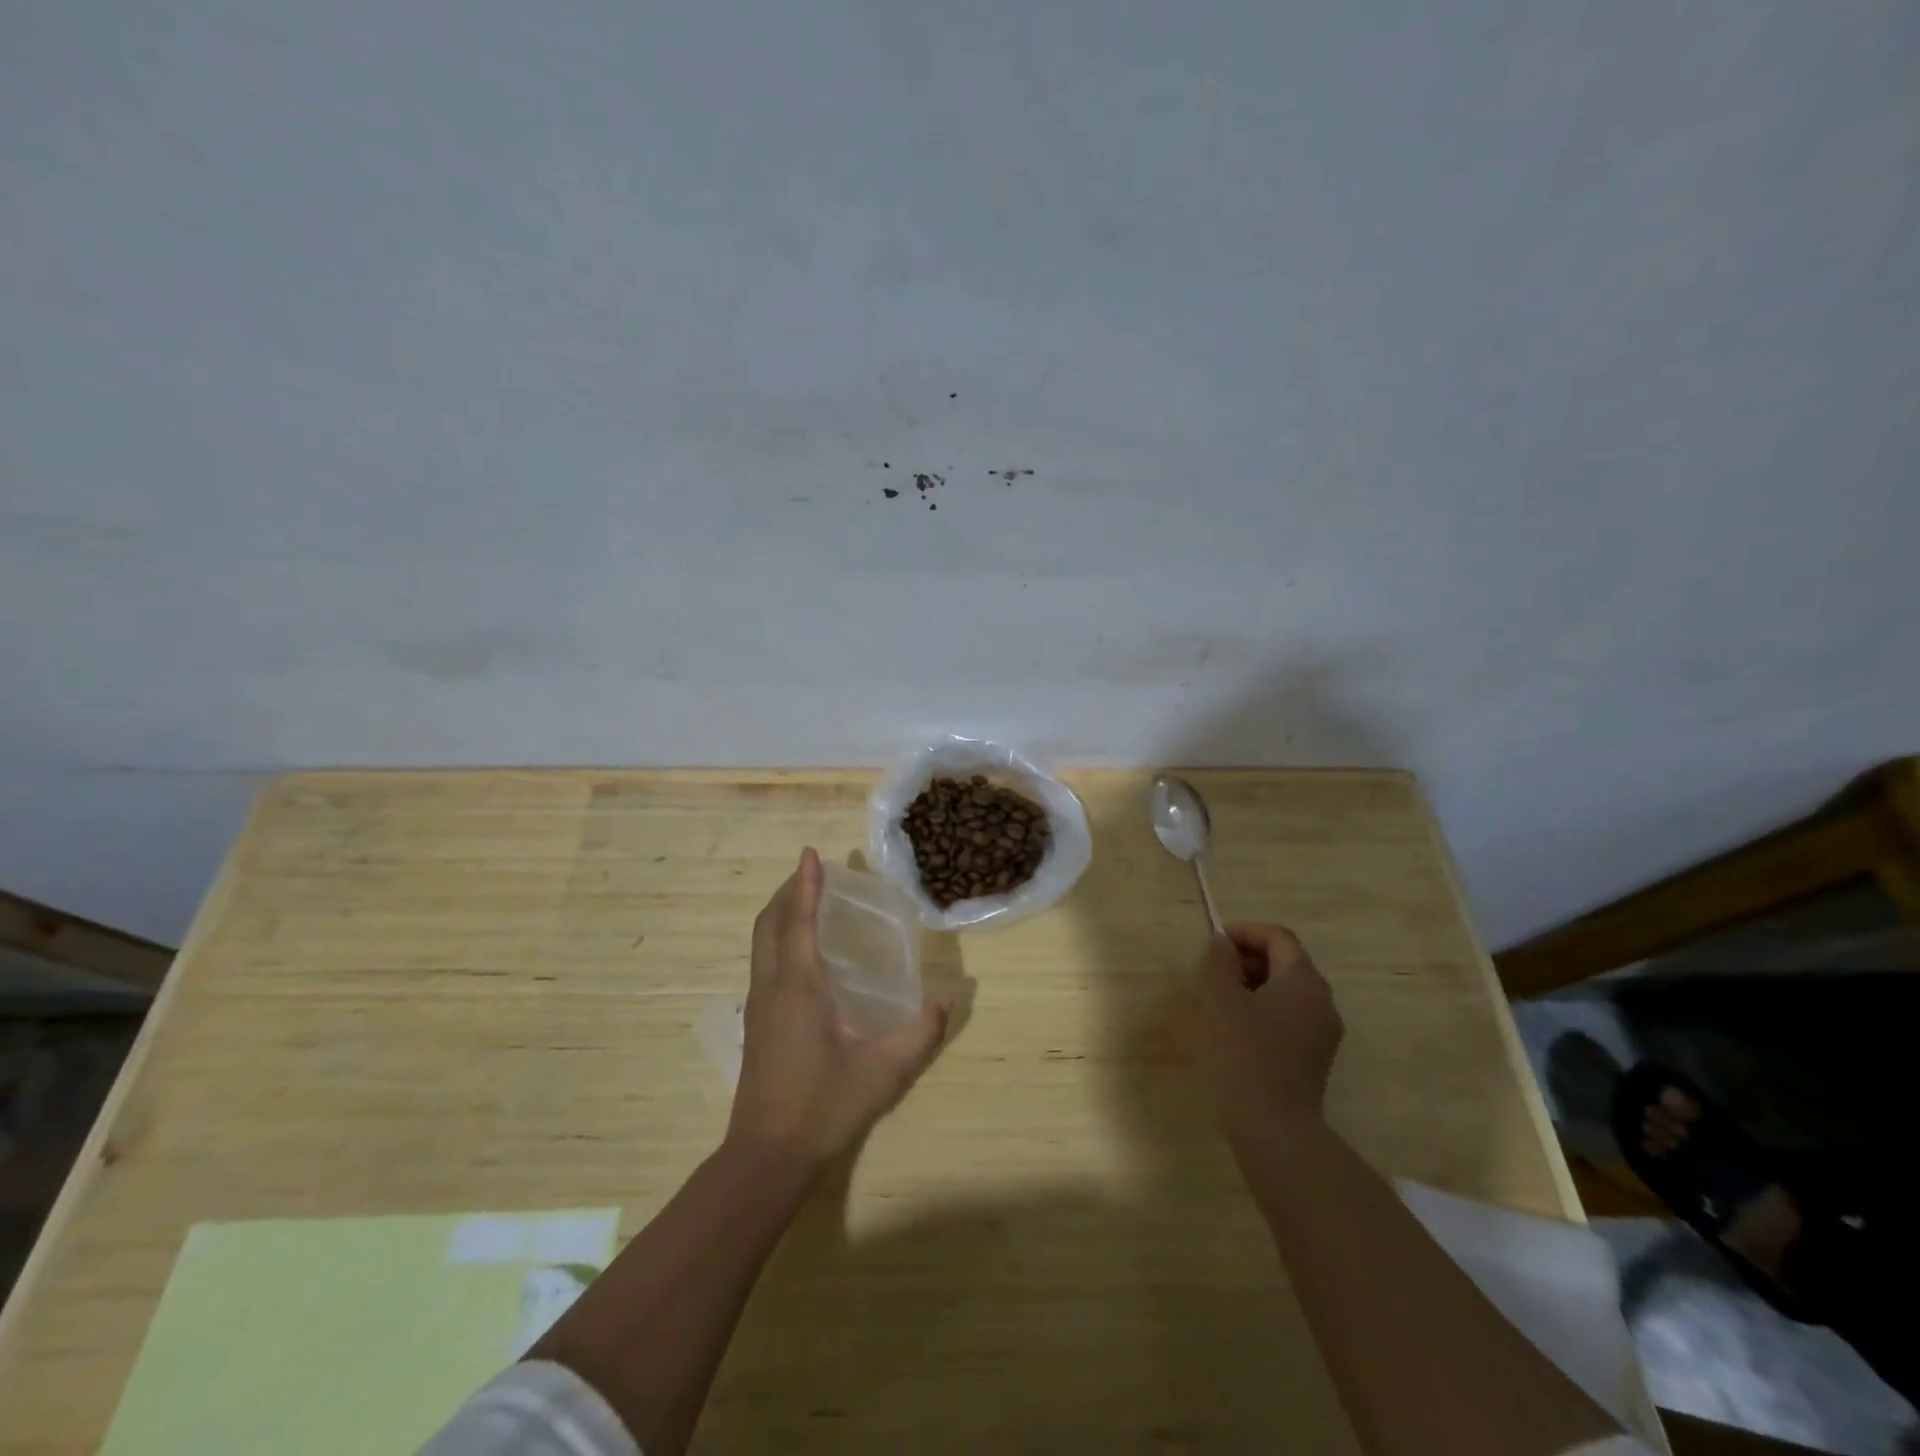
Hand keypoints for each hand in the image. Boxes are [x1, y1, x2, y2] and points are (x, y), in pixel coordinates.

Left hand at [726, 848, 951, 1172]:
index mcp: (800, 986)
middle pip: (770, 923)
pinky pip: (763, 960)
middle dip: (789, 891)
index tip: (810, 853)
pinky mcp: (756, 1022)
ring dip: (780, 912)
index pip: (799, 921)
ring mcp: (758, 1004)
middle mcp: (773, 986)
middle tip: (813, 871)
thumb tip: (948, 997)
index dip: (805, 884)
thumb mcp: (884, 1072)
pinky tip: (800, 950)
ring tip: (806, 899)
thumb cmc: (824, 1107)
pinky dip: (778, 936)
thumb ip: (921, 1033)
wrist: (767, 1156)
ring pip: (761, 941)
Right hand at [1196, 921, 1343, 1150]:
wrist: (1274, 1125)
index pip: (1278, 937)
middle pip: (1287, 961)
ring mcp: (1323, 1031)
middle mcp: (1322, 1000)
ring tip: (1220, 996)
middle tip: (1214, 968)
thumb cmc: (1244, 1052)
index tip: (1215, 940)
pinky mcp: (1315, 1056)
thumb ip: (1219, 961)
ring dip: (1254, 982)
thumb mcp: (1221, 998)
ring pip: (1288, 990)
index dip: (1246, 931)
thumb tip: (1222, 943)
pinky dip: (1264, 1007)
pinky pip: (1290, 1015)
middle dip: (1249, 956)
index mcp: (1304, 981)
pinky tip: (1237, 1026)